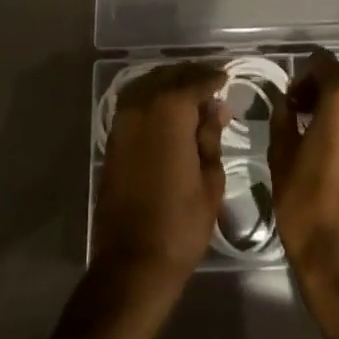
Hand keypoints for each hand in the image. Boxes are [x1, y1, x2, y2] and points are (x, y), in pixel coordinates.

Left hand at [92, 63, 228, 291]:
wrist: (133, 261)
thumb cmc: (181, 222)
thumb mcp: (210, 178)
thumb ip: (210, 136)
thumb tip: (215, 108)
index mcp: (170, 110)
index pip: (196, 81)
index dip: (214, 78)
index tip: (226, 78)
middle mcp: (142, 106)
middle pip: (169, 76)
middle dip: (191, 76)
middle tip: (211, 85)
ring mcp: (122, 121)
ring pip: (147, 85)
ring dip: (168, 84)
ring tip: (190, 95)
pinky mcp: (112, 139)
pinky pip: (134, 103)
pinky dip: (151, 98)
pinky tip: (166, 112)